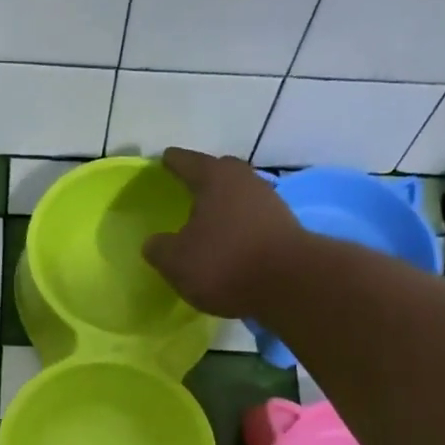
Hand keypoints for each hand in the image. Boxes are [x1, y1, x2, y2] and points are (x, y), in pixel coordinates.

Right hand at [145, 147, 303, 317]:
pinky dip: (240, 226)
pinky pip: (253, 219)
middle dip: (203, 179)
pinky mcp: (285, 226)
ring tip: (208, 221)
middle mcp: (244, 180)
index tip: (164, 159)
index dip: (172, 162)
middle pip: (219, 172)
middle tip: (188, 190)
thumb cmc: (224, 263)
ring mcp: (269, 201)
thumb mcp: (176, 261)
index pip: (186, 161)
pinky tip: (231, 242)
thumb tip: (154, 242)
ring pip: (239, 196)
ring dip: (224, 205)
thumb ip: (159, 248)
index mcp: (214, 177)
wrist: (290, 284)